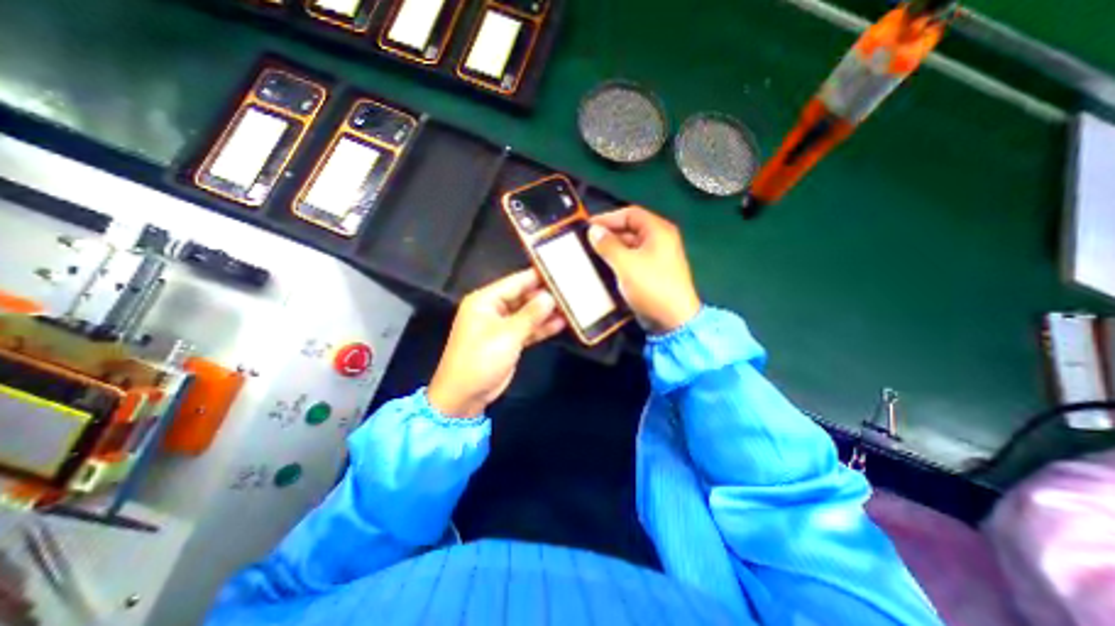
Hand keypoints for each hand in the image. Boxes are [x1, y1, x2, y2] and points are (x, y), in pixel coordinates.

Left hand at [428, 269, 566, 420]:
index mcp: (485, 300)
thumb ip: (531, 315)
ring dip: (547, 312)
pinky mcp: (509, 340)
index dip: (538, 276)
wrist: (465, 396)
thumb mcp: (507, 335)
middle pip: (524, 296)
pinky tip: (561, 323)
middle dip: (546, 295)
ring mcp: (502, 325)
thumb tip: (550, 297)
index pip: (516, 282)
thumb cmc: (480, 360)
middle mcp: (494, 309)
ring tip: (572, 306)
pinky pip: (528, 328)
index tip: (561, 272)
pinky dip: (542, 327)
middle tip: (572, 290)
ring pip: (528, 313)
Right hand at [586, 206, 697, 334]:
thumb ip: (607, 245)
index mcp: (658, 231)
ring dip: (612, 249)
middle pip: (631, 229)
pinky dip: (619, 261)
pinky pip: (633, 260)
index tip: (588, 226)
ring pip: (630, 246)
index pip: (630, 214)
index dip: (608, 217)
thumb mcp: (625, 264)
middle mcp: (660, 240)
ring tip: (592, 254)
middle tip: (587, 242)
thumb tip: (593, 230)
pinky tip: (604, 268)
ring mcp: (657, 257)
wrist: (672, 320)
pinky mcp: (653, 273)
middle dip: (609, 234)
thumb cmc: (650, 286)